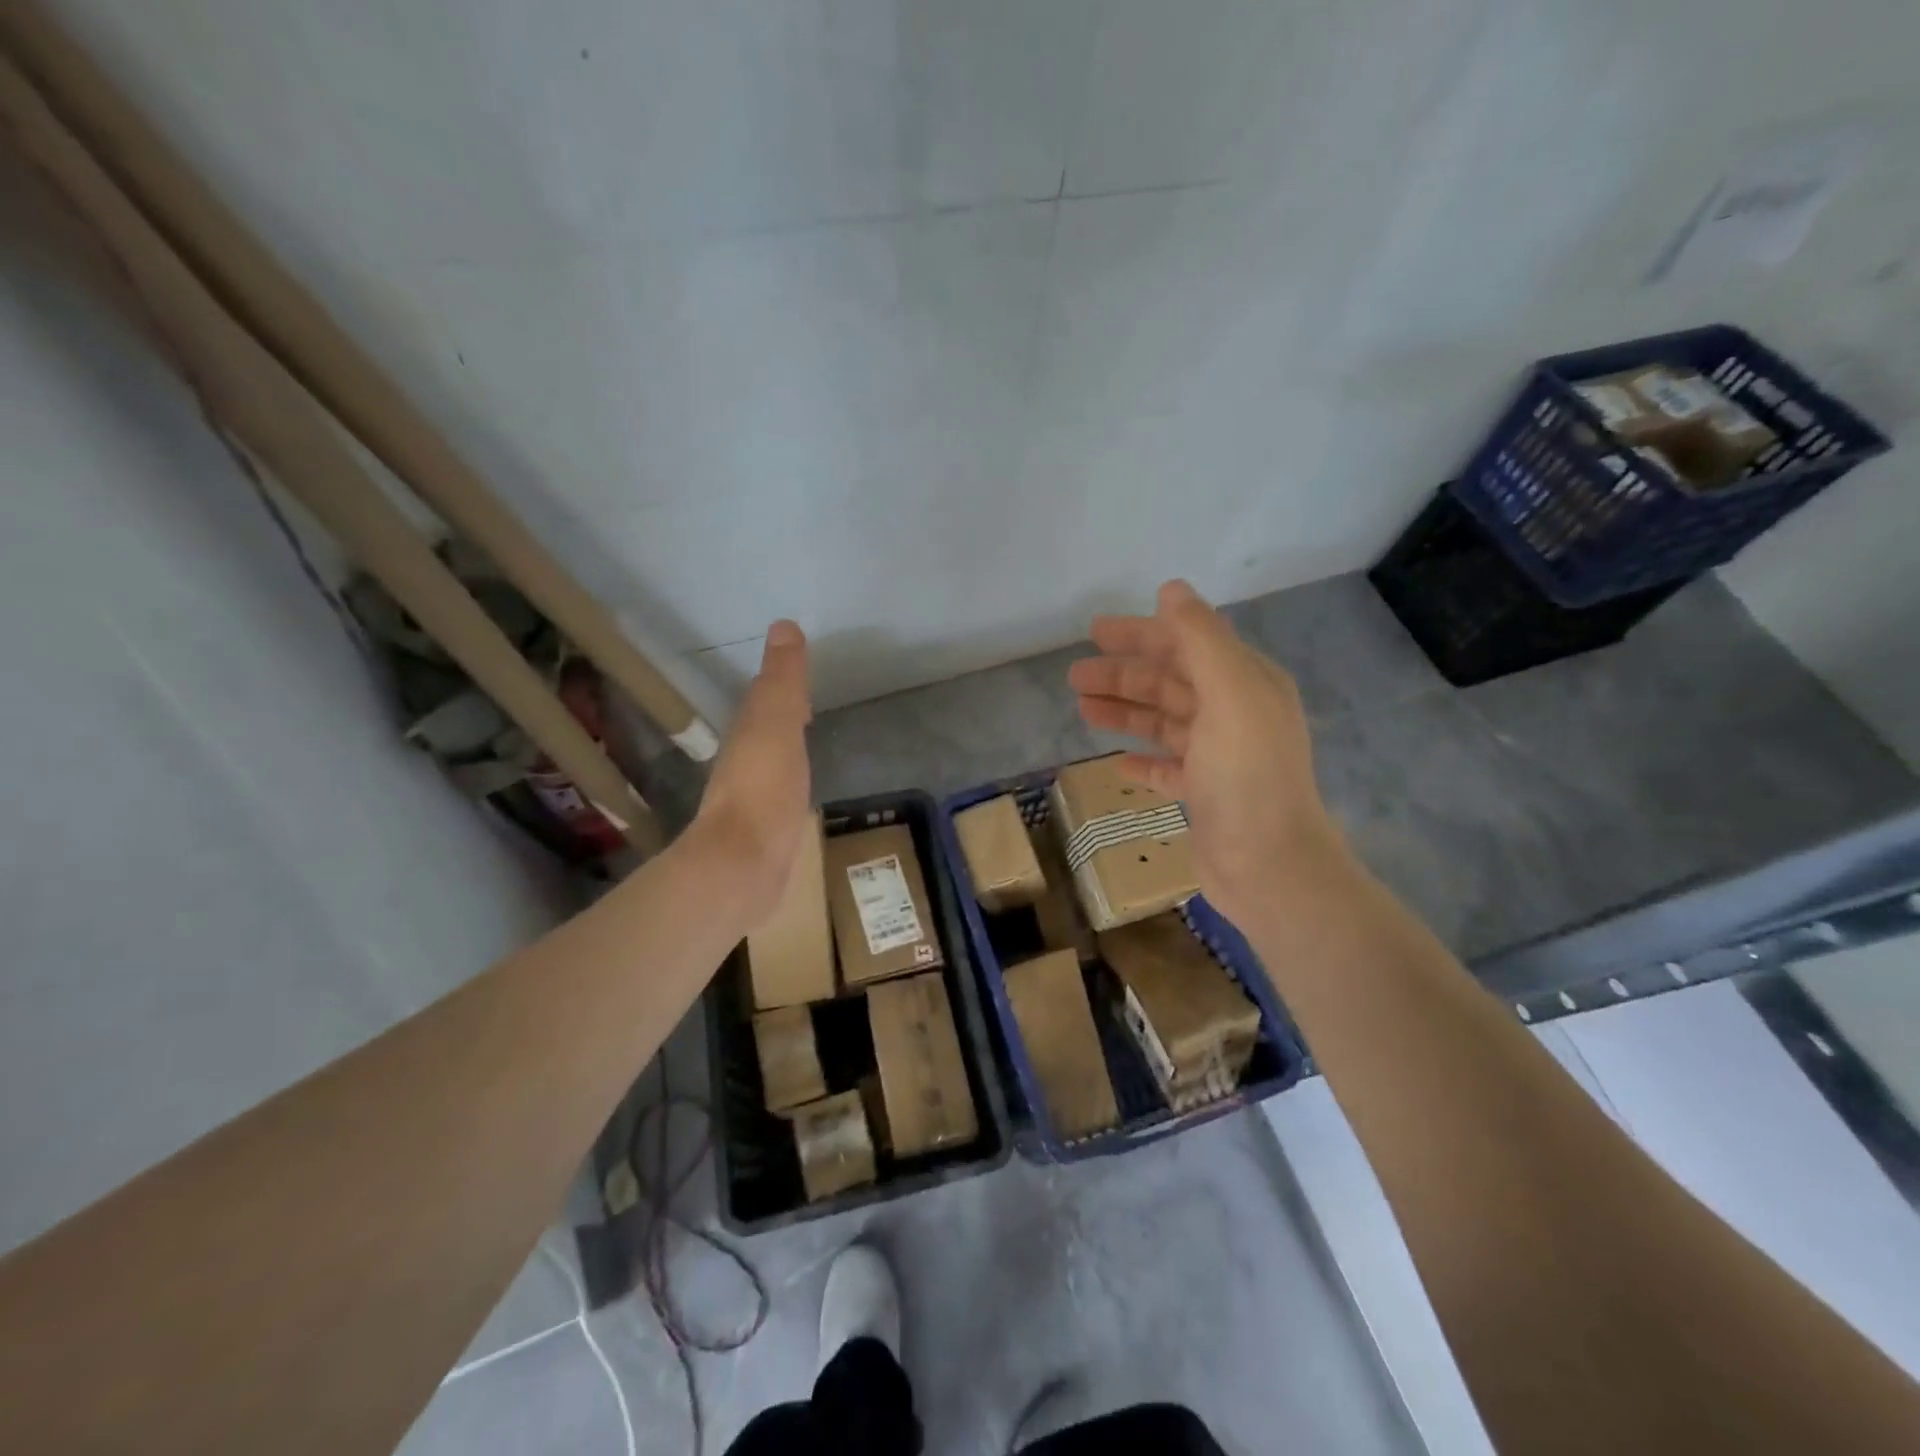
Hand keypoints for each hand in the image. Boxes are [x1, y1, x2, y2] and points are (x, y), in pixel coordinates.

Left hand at [690, 619, 812, 927]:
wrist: (742, 866)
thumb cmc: (764, 790)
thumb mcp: (776, 725)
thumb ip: (782, 681)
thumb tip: (783, 626)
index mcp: (751, 732)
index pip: (766, 697)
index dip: (782, 683)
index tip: (799, 668)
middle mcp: (747, 760)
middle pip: (766, 727)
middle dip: (783, 712)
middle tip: (805, 701)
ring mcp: (755, 797)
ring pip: (772, 758)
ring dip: (785, 744)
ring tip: (804, 737)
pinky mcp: (765, 829)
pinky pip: (781, 791)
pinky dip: (790, 779)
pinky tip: (799, 789)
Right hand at [1068, 580, 1345, 930]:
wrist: (1269, 865)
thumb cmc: (1247, 775)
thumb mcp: (1230, 693)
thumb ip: (1201, 638)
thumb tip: (1171, 588)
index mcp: (1246, 684)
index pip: (1188, 645)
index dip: (1142, 635)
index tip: (1094, 632)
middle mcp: (1235, 715)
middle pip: (1170, 683)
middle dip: (1123, 675)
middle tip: (1074, 676)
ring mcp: (1220, 758)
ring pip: (1164, 723)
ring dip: (1125, 712)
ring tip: (1082, 709)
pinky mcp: (1205, 795)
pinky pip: (1167, 767)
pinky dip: (1143, 759)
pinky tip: (1117, 761)